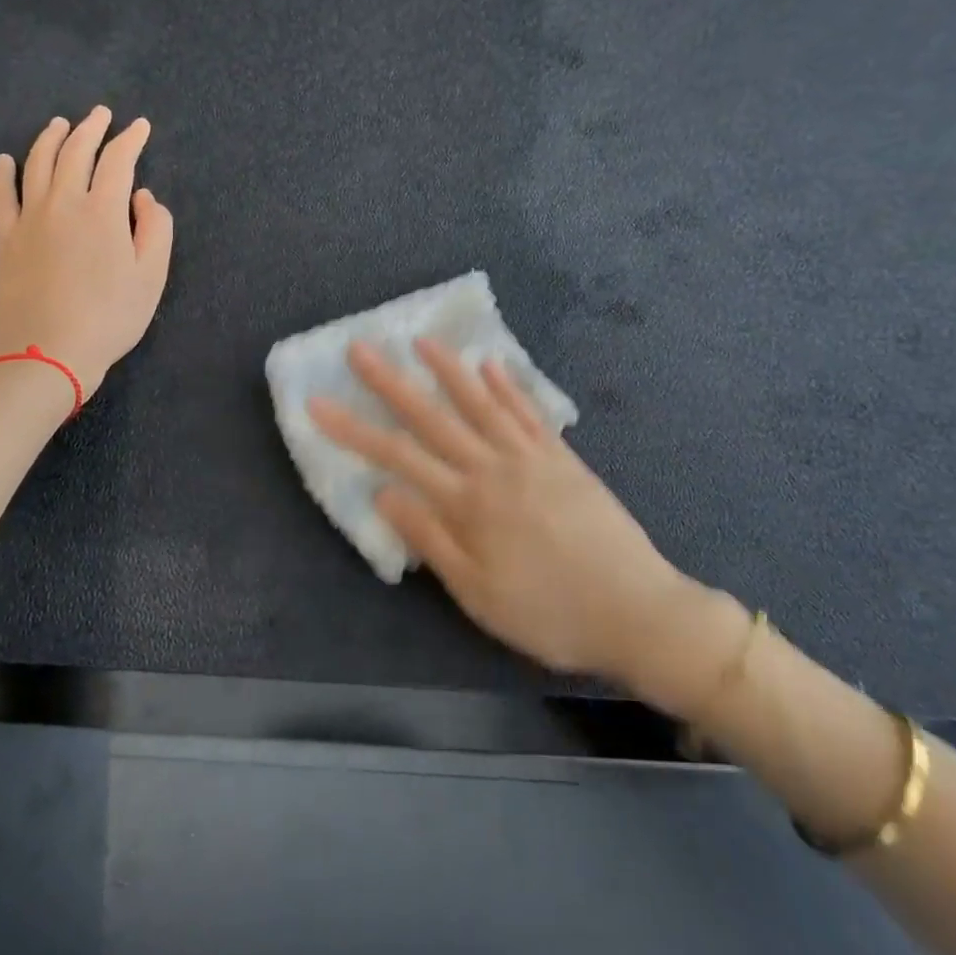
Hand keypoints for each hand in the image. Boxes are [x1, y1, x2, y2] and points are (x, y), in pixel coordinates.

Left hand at [0, 106, 174, 396]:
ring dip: (50, 138)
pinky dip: (4, 173)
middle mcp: (63, 203)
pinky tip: (5, 160)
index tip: (140, 126)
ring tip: (60, 124)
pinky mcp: (5, 238)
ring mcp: (28, 218)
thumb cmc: (110, 318)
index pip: (118, 161)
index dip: (131, 139)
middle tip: (101, 114)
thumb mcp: (152, 277)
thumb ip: (156, 230)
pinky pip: (1, 195)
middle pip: (75, 152)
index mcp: (104, 211)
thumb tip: (144, 197)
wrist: (48, 353)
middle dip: (91, 128)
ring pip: (37, 163)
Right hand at [309, 339, 726, 688]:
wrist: (637, 610)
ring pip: (482, 403)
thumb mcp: (479, 594)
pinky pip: (529, 413)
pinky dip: (508, 386)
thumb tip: (386, 494)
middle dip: (391, 383)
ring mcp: (532, 457)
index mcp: (469, 503)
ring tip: (422, 341)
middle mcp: (495, 468)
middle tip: (360, 349)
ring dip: (449, 370)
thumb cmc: (549, 613)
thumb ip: (432, 540)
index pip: (398, 456)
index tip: (319, 402)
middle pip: (433, 417)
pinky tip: (492, 364)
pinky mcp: (563, 458)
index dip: (354, 429)